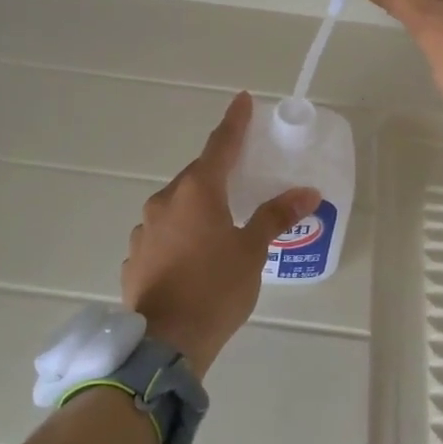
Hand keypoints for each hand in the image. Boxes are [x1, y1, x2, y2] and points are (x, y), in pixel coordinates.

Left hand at [122, 92, 320, 376]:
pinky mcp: (135, 256)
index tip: (243, 100)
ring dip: (197, 207)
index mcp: (197, 191)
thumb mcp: (252, 251)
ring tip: (218, 228)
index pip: (221, 145)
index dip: (235, 122)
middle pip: (196, 176)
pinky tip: (192, 258)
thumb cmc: (215, 289)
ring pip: (176, 205)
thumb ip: (275, 216)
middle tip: (240, 179)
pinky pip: (162, 233)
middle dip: (218, 173)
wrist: (164, 344)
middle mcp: (165, 200)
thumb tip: (307, 192)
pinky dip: (179, 234)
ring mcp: (144, 229)